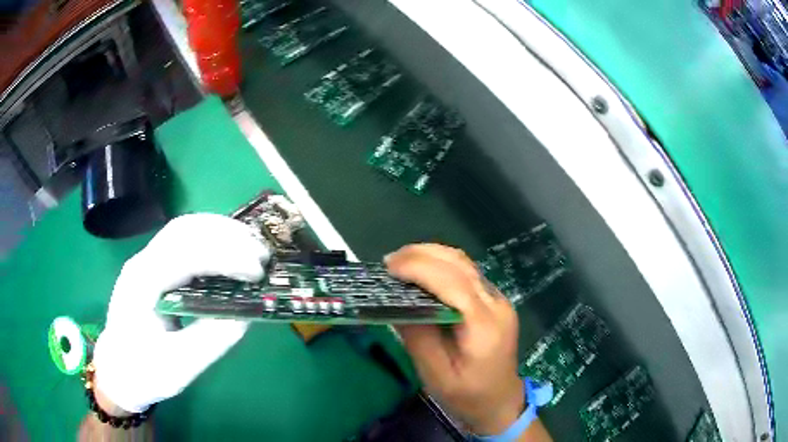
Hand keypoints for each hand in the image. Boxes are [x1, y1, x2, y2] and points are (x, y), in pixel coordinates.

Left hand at [92, 214, 269, 412]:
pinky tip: (230, 252)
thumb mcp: (180, 367)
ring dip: (221, 232)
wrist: (118, 370)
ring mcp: (146, 261)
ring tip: (252, 247)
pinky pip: (184, 241)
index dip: (224, 257)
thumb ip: (212, 340)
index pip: (184, 255)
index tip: (257, 271)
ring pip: (185, 228)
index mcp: (142, 286)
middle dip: (227, 235)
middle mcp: (142, 262)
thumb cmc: (144, 373)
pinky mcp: (154, 266)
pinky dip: (212, 240)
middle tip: (262, 253)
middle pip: (185, 229)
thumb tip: (247, 313)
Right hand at [386, 244, 523, 434]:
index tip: (389, 267)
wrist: (500, 402)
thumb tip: (398, 304)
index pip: (453, 283)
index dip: (420, 268)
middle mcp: (496, 304)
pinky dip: (441, 265)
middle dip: (422, 255)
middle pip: (460, 265)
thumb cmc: (467, 396)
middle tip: (390, 262)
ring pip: (465, 264)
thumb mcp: (436, 375)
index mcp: (484, 326)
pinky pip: (467, 274)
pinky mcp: (494, 301)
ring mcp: (498, 300)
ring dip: (432, 256)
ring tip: (401, 263)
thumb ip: (418, 338)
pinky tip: (422, 272)